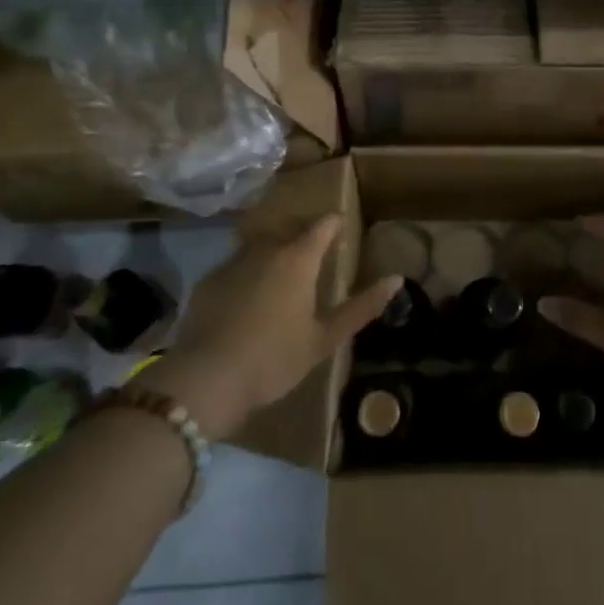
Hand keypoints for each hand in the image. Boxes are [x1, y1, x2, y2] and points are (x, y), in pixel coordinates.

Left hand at [133, 216, 397, 438]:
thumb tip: (397, 279)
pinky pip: (233, 268)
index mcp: (298, 260)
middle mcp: (265, 250)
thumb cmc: (275, 359)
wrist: (206, 380)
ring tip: (277, 279)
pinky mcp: (206, 282)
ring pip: (258, 247)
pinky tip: (244, 302)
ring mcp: (231, 263)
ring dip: (271, 254)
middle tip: (312, 259)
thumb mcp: (324, 338)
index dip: (334, 224)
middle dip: (302, 238)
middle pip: (289, 232)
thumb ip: (362, 307)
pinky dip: (244, 276)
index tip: (341, 228)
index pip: (322, 226)